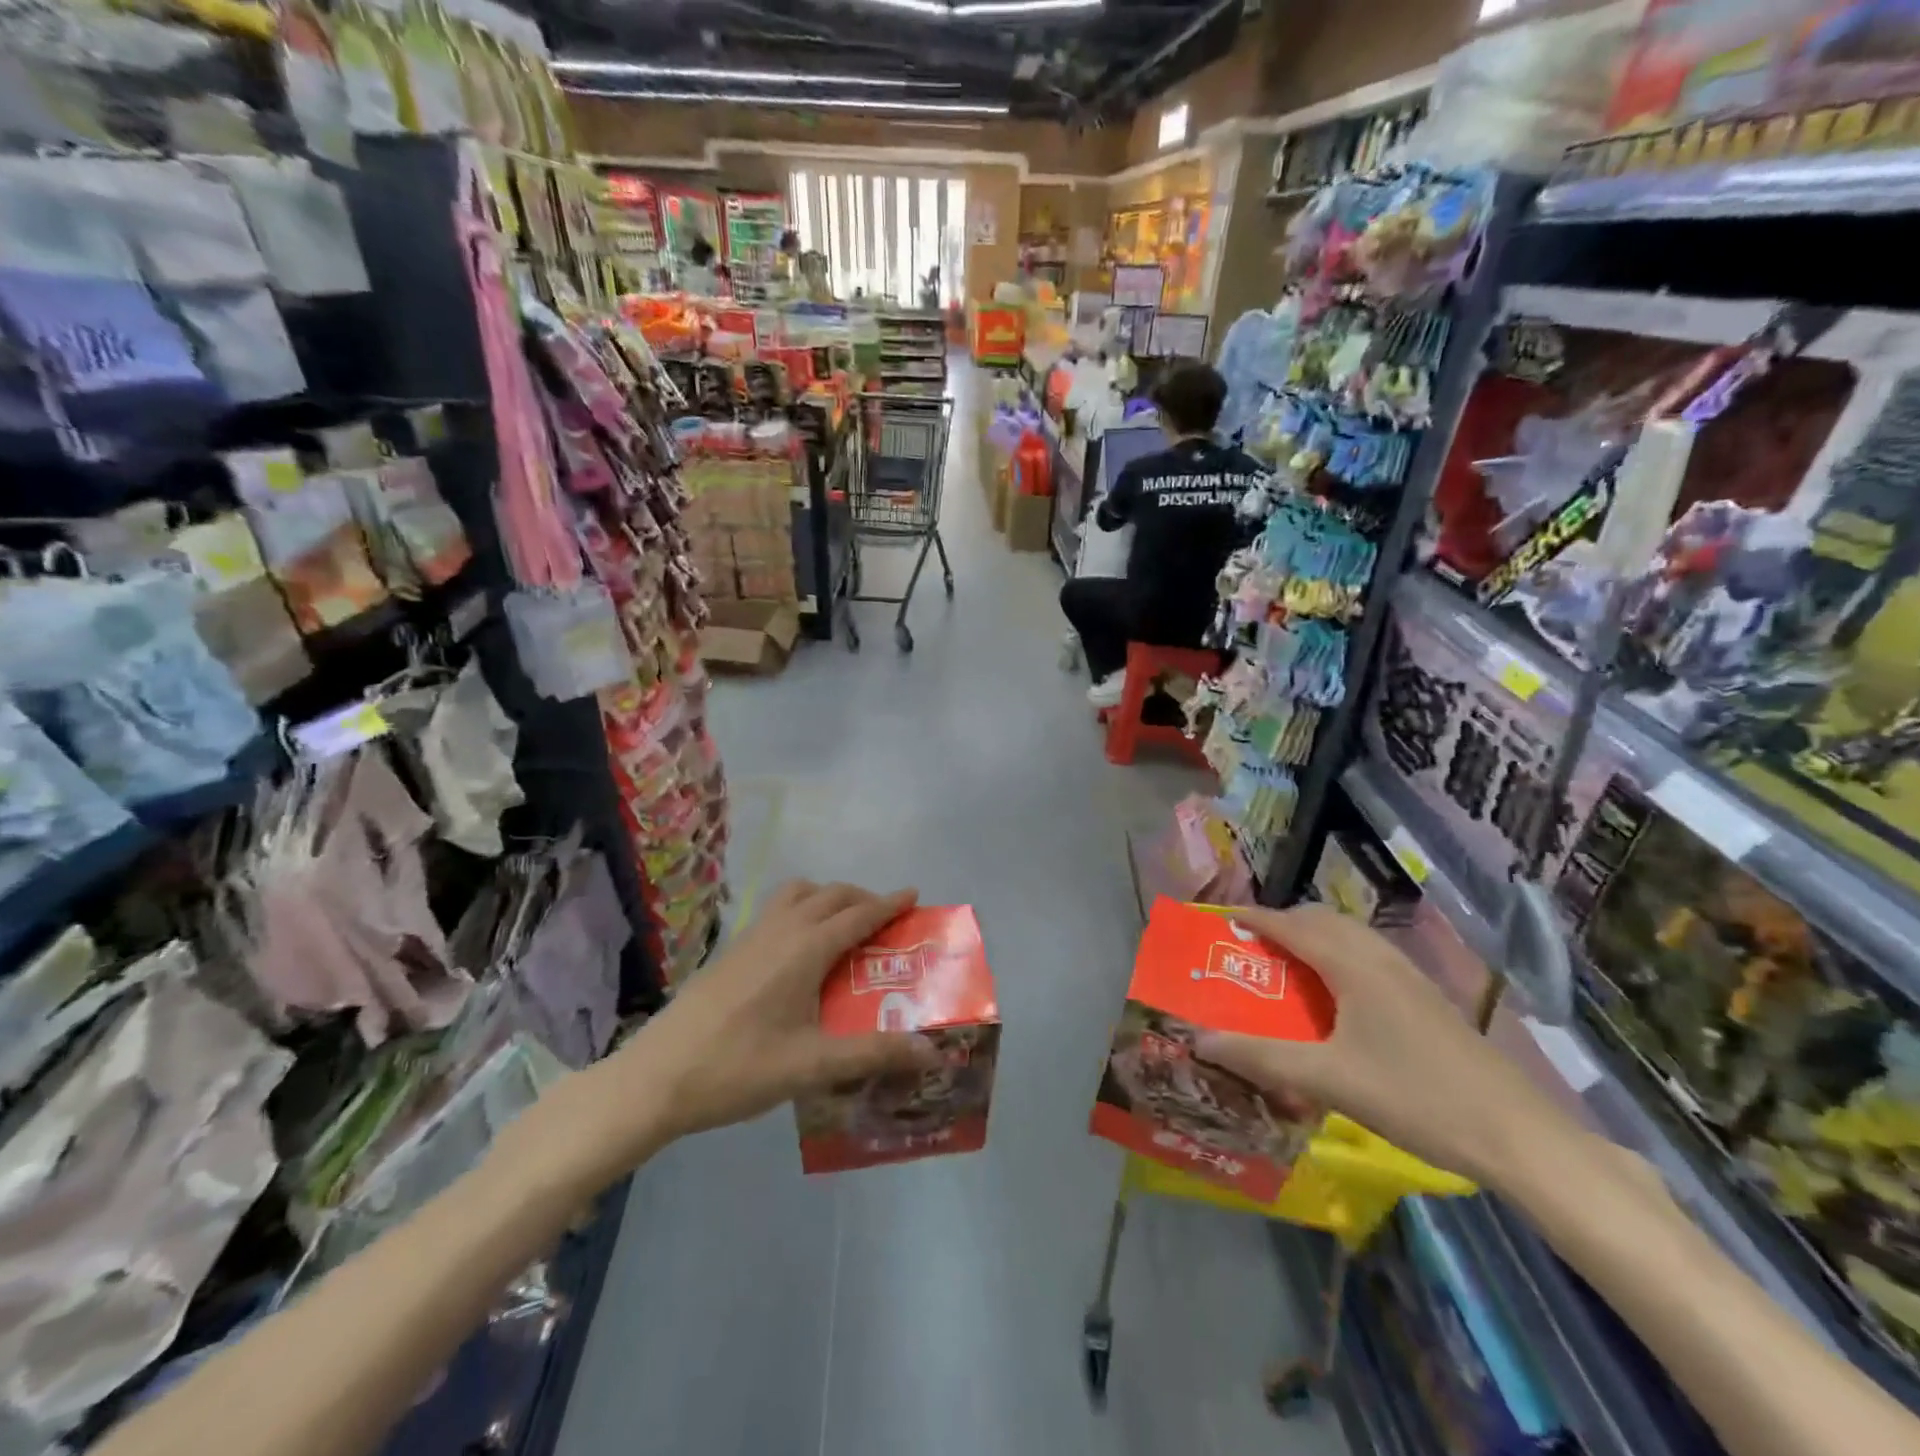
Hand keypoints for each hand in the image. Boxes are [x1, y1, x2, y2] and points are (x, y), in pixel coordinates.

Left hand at [636, 880, 940, 1137]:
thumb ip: (873, 1055)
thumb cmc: (738, 1069)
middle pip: (830, 894)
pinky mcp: (731, 950)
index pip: (858, 914)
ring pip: (798, 894)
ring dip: (828, 898)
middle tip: (886, 919)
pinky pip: (777, 909)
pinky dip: (802, 909)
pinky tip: (799, 951)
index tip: (914, 895)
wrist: (654, 1078)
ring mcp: (751, 936)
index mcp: (805, 948)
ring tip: (844, 927)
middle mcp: (781, 929)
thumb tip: (932, 1052)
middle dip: (863, 898)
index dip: (889, 903)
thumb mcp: (812, 1066)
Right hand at [1195, 905, 1585, 1187]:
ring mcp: (1410, 976)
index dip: (1256, 918)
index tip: (1223, 919)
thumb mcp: (1329, 1080)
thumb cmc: (1416, 1097)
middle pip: (1323, 920)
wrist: (1518, 1135)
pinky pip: (1369, 956)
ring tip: (1287, 966)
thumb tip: (1201, 1040)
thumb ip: (1262, 1057)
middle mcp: (1380, 958)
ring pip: (1350, 936)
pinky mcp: (1427, 998)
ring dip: (1314, 937)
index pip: (1293, 925)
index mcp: (1353, 966)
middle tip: (1251, 947)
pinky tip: (1337, 996)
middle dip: (1284, 923)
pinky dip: (1339, 956)